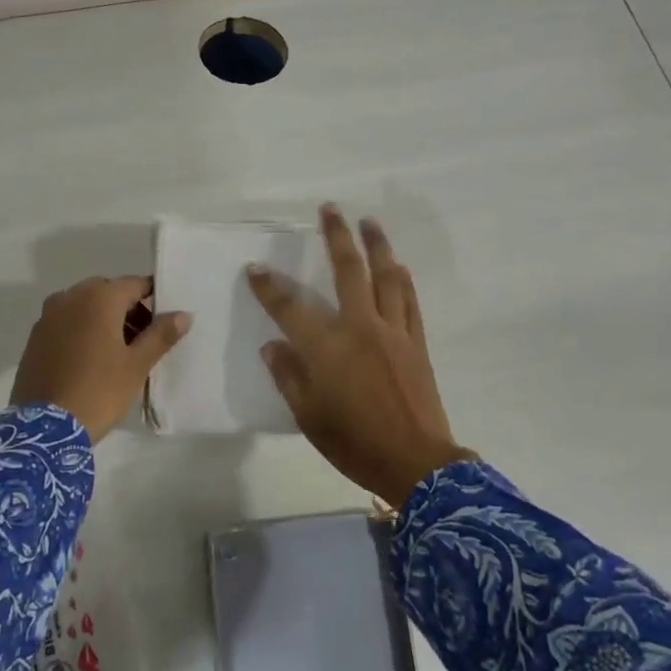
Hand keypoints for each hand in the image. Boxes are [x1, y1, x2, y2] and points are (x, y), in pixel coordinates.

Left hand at [11, 276, 190, 442]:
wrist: (44, 429)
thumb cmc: (99, 391)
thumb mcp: (137, 365)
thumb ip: (161, 334)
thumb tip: (184, 314)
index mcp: (99, 297)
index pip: (135, 284)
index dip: (154, 298)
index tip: (165, 320)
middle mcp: (70, 297)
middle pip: (108, 292)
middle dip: (128, 308)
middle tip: (143, 339)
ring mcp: (48, 316)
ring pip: (85, 306)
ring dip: (104, 318)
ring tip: (119, 351)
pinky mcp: (35, 337)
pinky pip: (66, 322)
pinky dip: (82, 330)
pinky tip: (91, 359)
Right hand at [249, 205, 467, 506]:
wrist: (415, 462)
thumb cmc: (354, 442)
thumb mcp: (308, 416)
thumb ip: (288, 375)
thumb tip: (273, 345)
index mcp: (328, 347)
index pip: (290, 307)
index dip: (269, 286)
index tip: (255, 268)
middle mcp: (361, 327)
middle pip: (348, 270)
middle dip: (336, 236)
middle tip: (330, 209)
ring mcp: (393, 331)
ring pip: (386, 277)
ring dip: (377, 246)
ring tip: (370, 222)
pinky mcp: (415, 342)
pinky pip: (409, 301)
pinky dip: (402, 279)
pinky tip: (399, 266)